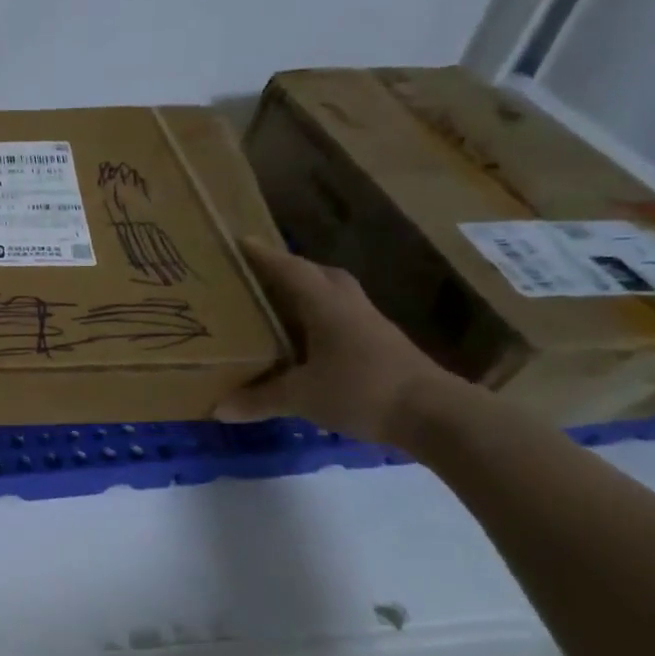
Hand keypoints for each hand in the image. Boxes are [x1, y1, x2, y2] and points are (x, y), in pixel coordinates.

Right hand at [215, 238, 467, 445]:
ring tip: (283, 303)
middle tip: (260, 275)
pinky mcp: (384, 344)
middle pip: (318, 274)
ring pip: (336, 294)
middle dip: (290, 269)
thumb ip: (260, 400)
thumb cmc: (362, 390)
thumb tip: (218, 409)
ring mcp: (371, 324)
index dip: (264, 255)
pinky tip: (312, 339)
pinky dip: (324, 318)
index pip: (290, 270)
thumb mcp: (302, 397)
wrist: (436, 415)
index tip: (241, 241)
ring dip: (311, 292)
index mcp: (325, 306)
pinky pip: (346, 317)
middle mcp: (348, 306)